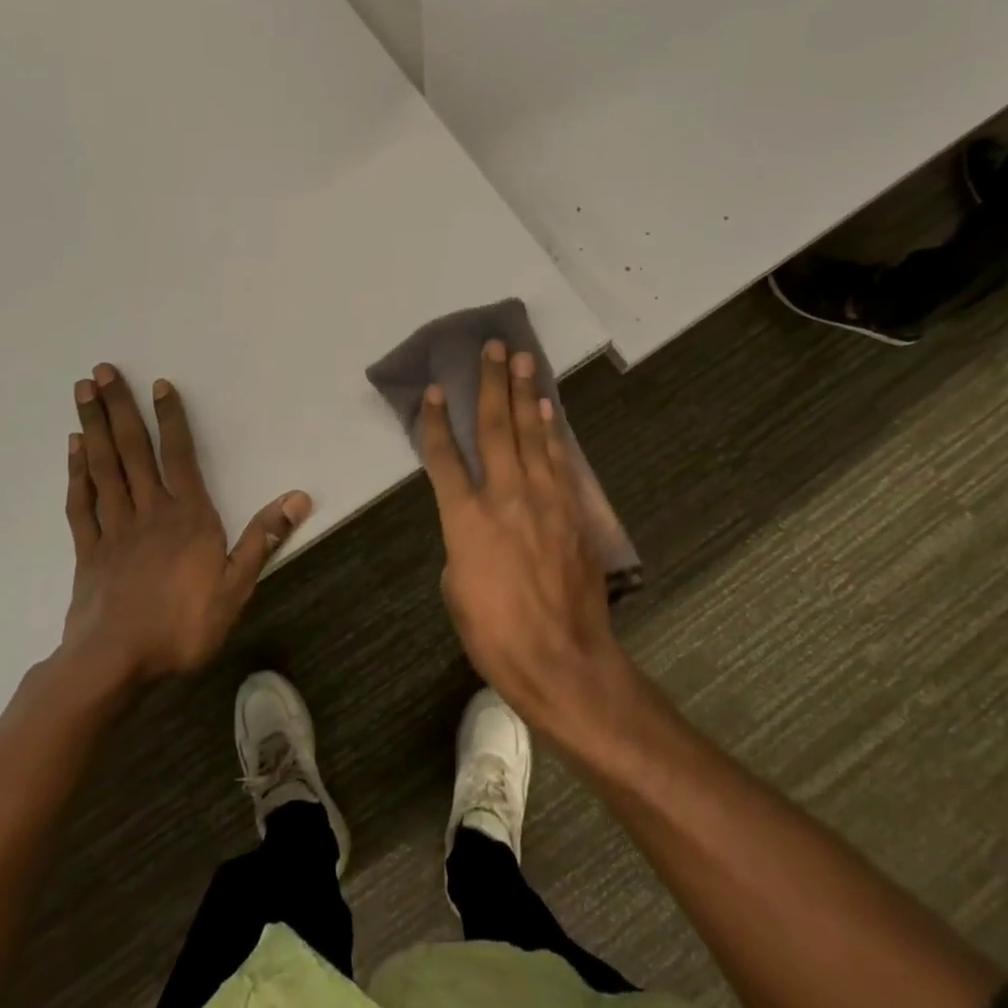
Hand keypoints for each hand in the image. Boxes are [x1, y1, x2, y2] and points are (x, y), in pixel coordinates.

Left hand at [59, 365, 310, 687]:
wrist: (115, 664)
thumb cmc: (183, 625)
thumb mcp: (237, 586)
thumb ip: (263, 538)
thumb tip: (299, 497)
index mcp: (187, 516)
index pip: (180, 456)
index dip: (170, 418)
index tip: (158, 385)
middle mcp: (148, 511)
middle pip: (132, 451)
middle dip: (118, 409)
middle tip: (100, 371)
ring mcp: (113, 529)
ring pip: (103, 468)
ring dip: (93, 428)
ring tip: (82, 393)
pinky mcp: (88, 551)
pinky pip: (80, 503)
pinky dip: (76, 473)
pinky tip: (73, 450)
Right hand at [418, 340, 625, 731]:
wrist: (563, 659)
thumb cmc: (496, 635)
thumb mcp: (457, 588)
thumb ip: (463, 542)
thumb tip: (476, 523)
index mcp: (465, 519)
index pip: (444, 457)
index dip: (436, 420)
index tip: (435, 390)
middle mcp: (504, 497)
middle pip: (495, 427)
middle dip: (492, 384)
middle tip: (495, 348)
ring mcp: (544, 500)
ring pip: (532, 435)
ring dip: (526, 395)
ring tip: (524, 360)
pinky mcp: (572, 511)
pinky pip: (559, 460)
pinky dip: (552, 432)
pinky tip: (548, 411)